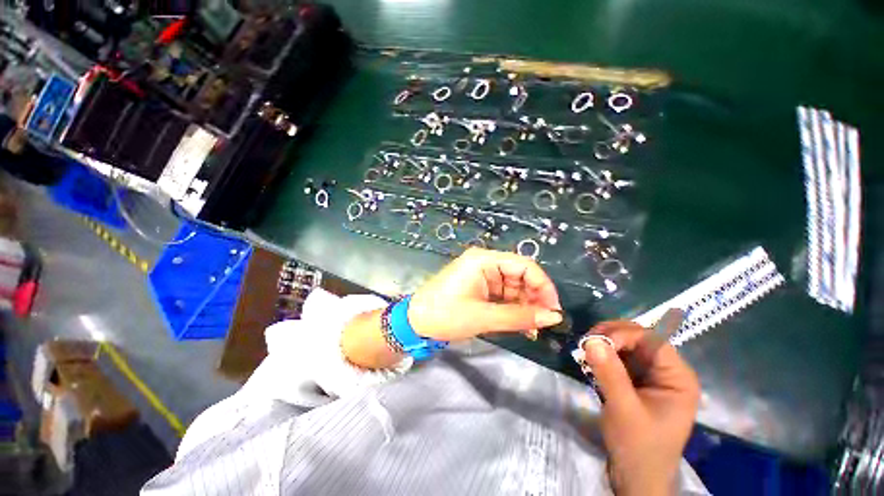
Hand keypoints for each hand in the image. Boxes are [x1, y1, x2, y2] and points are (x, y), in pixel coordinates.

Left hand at [408, 248, 562, 340]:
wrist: (415, 322)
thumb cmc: (445, 315)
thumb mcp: (483, 317)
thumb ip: (520, 316)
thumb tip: (553, 317)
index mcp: (484, 260)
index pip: (524, 265)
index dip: (543, 285)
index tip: (553, 309)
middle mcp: (485, 263)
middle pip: (520, 275)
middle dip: (534, 298)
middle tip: (544, 322)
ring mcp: (482, 275)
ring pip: (513, 287)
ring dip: (525, 305)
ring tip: (533, 327)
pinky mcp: (479, 287)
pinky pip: (503, 295)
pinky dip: (513, 308)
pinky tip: (520, 323)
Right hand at [581, 321, 699, 495]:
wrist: (636, 477)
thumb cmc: (638, 447)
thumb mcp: (624, 410)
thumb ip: (610, 374)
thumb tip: (592, 341)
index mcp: (678, 377)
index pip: (652, 340)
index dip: (624, 334)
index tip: (595, 341)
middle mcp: (667, 371)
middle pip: (639, 338)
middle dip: (611, 336)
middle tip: (586, 342)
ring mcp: (651, 376)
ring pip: (626, 345)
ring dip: (604, 343)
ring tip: (584, 350)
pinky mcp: (636, 381)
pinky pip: (619, 357)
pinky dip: (603, 354)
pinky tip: (590, 359)